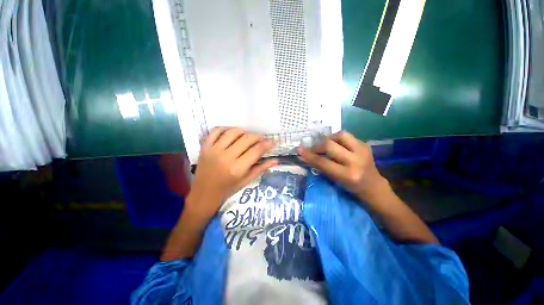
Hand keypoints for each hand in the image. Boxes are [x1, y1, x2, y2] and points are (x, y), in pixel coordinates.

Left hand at [186, 127, 277, 219]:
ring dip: (244, 132)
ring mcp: (214, 150)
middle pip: (246, 139)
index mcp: (237, 168)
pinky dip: (225, 129)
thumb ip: (261, 169)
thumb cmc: (228, 189)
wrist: (204, 193)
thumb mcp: (246, 181)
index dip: (267, 144)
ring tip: (247, 137)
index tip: (272, 142)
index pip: (256, 150)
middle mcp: (226, 157)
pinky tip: (231, 133)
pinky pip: (216, 131)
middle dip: (258, 137)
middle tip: (261, 140)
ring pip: (233, 132)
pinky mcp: (205, 147)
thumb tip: (275, 160)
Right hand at [298, 131, 389, 203]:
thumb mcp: (335, 180)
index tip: (300, 150)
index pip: (323, 162)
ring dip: (329, 139)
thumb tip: (305, 156)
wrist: (373, 185)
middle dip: (317, 146)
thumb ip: (320, 167)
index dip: (310, 156)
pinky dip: (337, 139)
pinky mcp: (365, 144)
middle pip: (330, 145)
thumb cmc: (351, 186)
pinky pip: (346, 136)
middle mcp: (356, 161)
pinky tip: (336, 145)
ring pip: (340, 135)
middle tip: (312, 149)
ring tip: (325, 145)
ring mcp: (363, 150)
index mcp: (348, 174)